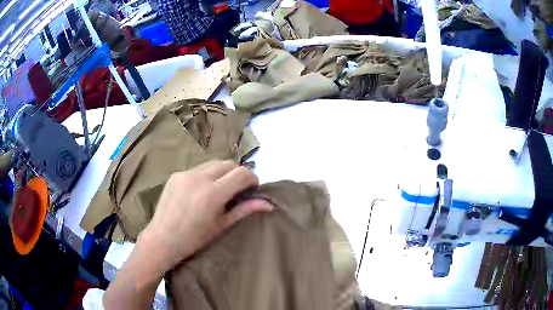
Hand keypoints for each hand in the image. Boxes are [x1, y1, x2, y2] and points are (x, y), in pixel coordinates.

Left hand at [140, 160, 273, 271]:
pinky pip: (198, 168)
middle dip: (238, 173)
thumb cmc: (194, 239)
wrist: (162, 239)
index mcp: (212, 194)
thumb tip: (268, 204)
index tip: (253, 189)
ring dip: (223, 172)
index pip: (241, 173)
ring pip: (213, 164)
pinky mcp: (176, 174)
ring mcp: (185, 174)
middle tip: (238, 190)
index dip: (252, 179)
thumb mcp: (221, 225)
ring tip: (221, 189)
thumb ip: (244, 210)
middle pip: (228, 163)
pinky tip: (203, 190)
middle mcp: (199, 178)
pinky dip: (207, 175)